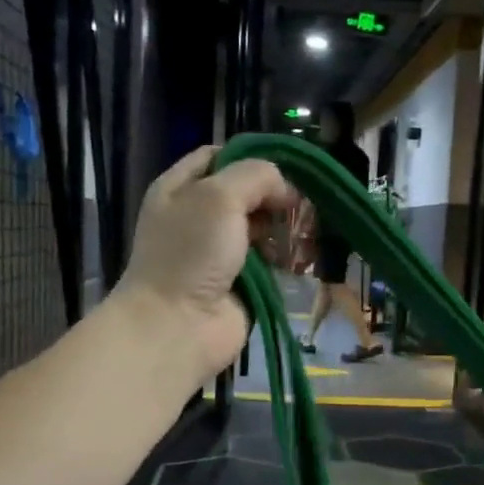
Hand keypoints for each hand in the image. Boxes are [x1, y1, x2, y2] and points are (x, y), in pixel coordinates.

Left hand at [114, 146, 295, 381]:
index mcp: (180, 188)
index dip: (252, 159)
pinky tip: (301, 259)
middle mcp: (197, 217)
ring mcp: (218, 253)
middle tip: (300, 207)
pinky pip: (269, 263)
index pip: (220, 157)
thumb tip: (285, 190)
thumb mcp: (219, 196)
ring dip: (285, 230)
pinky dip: (286, 260)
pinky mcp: (239, 284)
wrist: (178, 326)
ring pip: (261, 229)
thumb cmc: (191, 254)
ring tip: (306, 234)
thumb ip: (256, 176)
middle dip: (275, 198)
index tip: (284, 170)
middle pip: (246, 194)